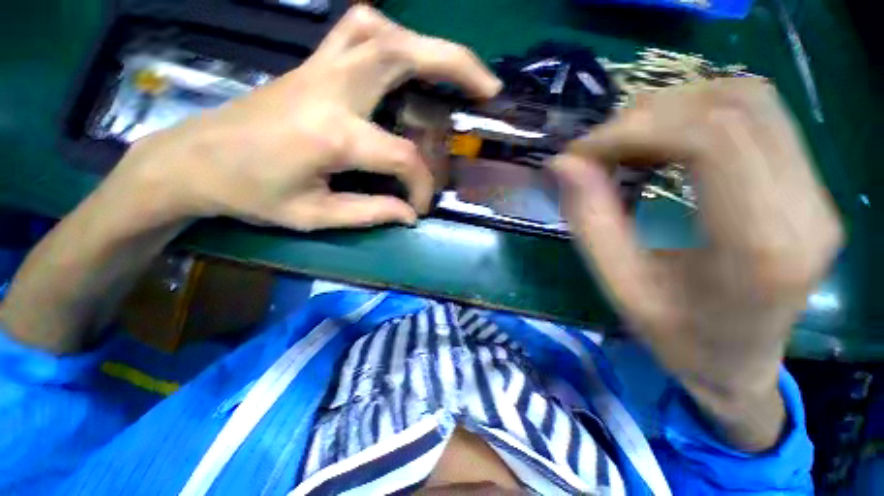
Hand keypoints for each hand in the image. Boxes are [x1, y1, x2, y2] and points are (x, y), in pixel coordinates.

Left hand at [111, 5, 500, 230]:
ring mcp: (319, 67)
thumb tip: (410, 214)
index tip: (421, 206)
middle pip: (403, 54)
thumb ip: (371, 213)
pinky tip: (401, 60)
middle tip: (486, 87)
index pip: (401, 156)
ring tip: (450, 72)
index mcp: (332, 135)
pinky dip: (391, 36)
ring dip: (425, 44)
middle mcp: (331, 89)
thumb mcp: (314, 216)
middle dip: (455, 63)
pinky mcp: (312, 64)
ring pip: (381, 29)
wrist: (195, 159)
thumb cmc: (251, 194)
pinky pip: (357, 30)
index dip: (421, 185)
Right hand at [552, 78, 842, 449]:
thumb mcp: (619, 286)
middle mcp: (806, 210)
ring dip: (677, 108)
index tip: (584, 150)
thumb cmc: (677, 337)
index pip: (712, 141)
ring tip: (628, 142)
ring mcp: (817, 194)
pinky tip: (664, 143)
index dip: (637, 129)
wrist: (739, 363)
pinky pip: (759, 118)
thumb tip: (563, 164)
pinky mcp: (810, 186)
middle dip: (652, 114)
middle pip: (736, 108)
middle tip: (601, 146)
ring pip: (751, 102)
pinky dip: (700, 116)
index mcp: (760, 248)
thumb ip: (589, 221)